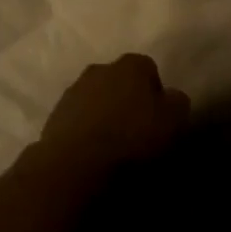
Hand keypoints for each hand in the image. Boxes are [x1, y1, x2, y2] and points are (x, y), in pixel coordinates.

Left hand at [32, 54, 190, 176]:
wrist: (75, 166)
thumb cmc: (132, 139)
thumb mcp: (174, 121)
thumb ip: (177, 102)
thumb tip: (171, 97)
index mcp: (130, 65)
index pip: (149, 68)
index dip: (155, 92)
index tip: (159, 117)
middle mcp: (99, 69)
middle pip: (119, 81)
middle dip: (126, 99)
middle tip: (136, 130)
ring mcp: (72, 92)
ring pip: (95, 99)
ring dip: (103, 115)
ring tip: (112, 146)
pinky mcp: (53, 117)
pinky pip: (77, 120)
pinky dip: (84, 132)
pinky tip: (91, 154)